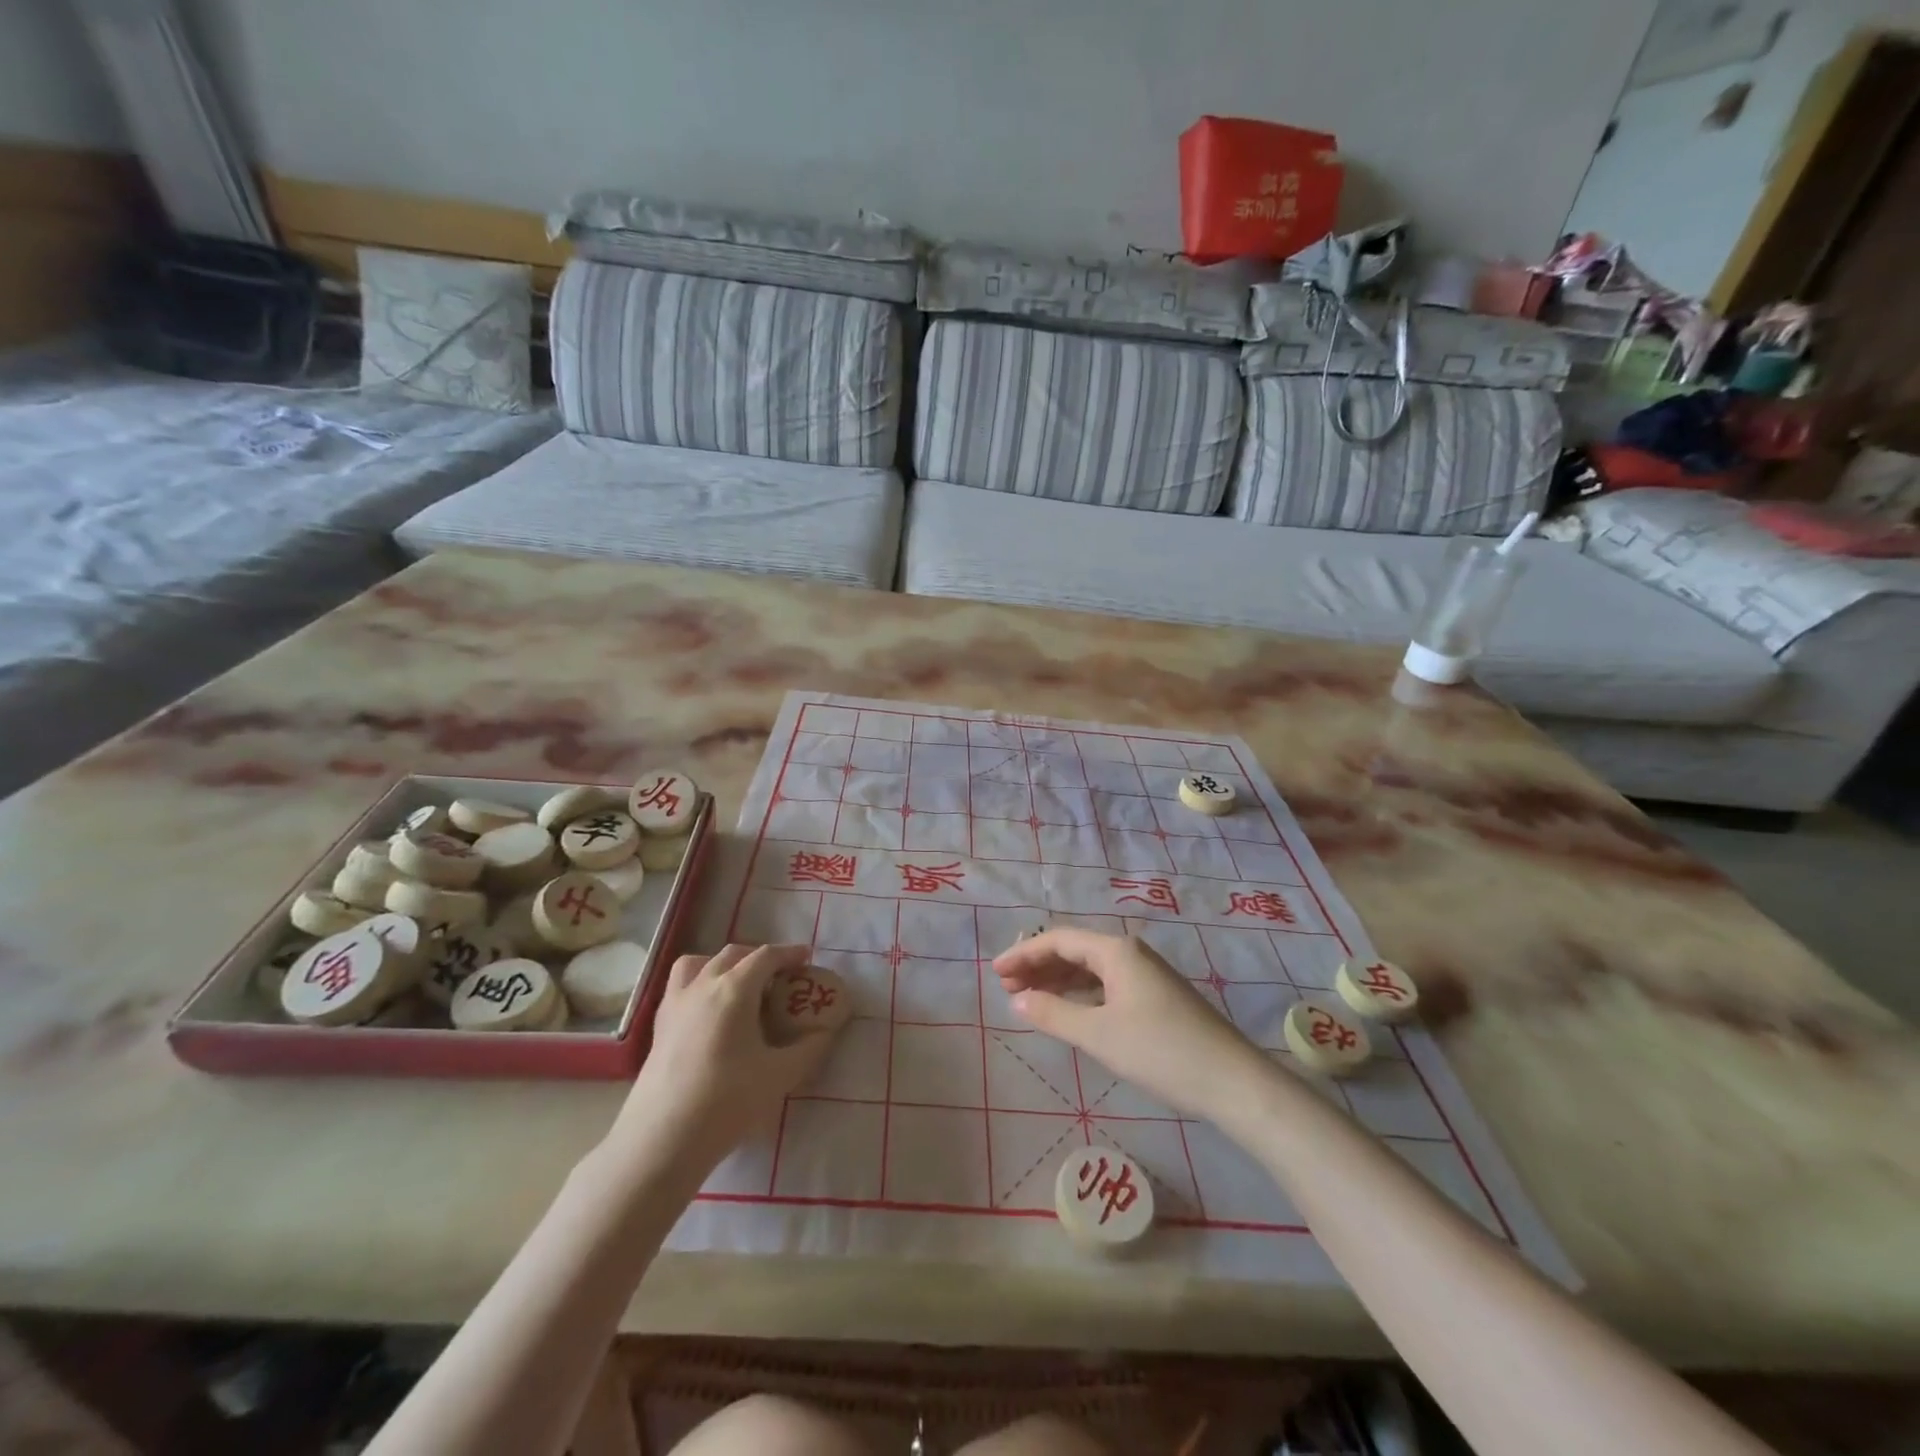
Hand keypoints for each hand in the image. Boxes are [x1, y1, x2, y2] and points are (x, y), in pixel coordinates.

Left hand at [610, 944, 838, 1173]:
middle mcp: (703, 985)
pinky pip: (680, 986)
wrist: (663, 1139)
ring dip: (723, 964)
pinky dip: (700, 982)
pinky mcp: (658, 1025)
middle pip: (733, 955)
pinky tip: (710, 1012)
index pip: (766, 957)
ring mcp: (676, 1003)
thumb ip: (809, 1048)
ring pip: (699, 963)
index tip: (807, 958)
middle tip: (779, 977)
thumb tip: (826, 1030)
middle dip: (759, 958)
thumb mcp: (780, 1075)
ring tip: (739, 985)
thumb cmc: (727, 1101)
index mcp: (734, 989)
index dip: (789, 953)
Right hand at [993, 929, 1264, 1121]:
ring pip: (1090, 968)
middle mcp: (1130, 953)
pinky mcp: (1156, 997)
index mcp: (1116, 951)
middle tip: (1007, 988)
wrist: (1231, 1081)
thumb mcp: (1099, 1034)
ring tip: (1028, 998)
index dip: (1024, 953)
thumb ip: (1053, 1014)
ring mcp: (1146, 974)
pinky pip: (1106, 984)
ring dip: (1058, 980)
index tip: (995, 973)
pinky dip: (1080, 993)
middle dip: (1039, 966)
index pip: (1059, 939)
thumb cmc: (1160, 1051)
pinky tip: (1068, 1010)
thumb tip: (1017, 1000)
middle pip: (1074, 950)